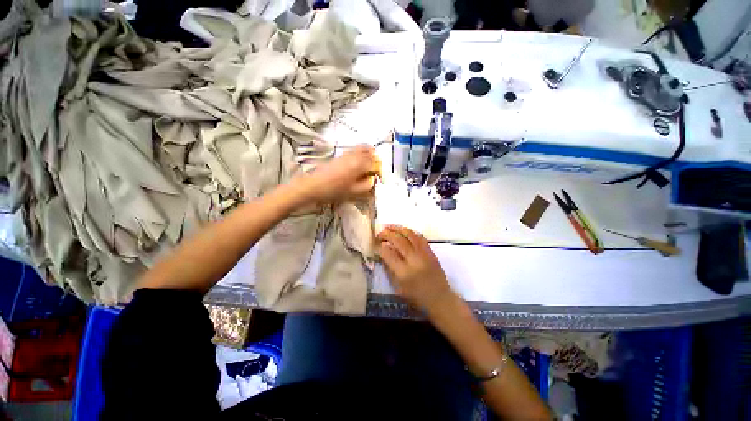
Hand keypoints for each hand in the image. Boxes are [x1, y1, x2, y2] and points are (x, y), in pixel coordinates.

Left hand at [299, 145, 380, 203]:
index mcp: (359, 164)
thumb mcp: (353, 191)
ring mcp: (346, 153)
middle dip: (375, 159)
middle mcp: (354, 155)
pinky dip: (360, 154)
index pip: (375, 163)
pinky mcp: (340, 155)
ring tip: (368, 166)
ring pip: (362, 148)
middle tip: (376, 169)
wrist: (313, 185)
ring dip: (368, 155)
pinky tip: (358, 165)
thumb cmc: (333, 190)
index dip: (380, 170)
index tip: (380, 178)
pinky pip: (354, 150)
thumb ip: (367, 185)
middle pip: (370, 150)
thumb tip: (372, 180)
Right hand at [377, 225, 452, 312]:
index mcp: (403, 273)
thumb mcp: (398, 288)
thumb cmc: (416, 297)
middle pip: (398, 240)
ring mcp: (424, 254)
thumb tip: (382, 252)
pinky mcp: (431, 252)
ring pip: (410, 235)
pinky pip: (420, 237)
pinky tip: (403, 230)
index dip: (379, 246)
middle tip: (379, 233)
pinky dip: (410, 232)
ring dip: (398, 228)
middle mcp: (414, 260)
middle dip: (387, 234)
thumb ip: (389, 268)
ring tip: (389, 226)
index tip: (375, 244)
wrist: (440, 299)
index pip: (388, 253)